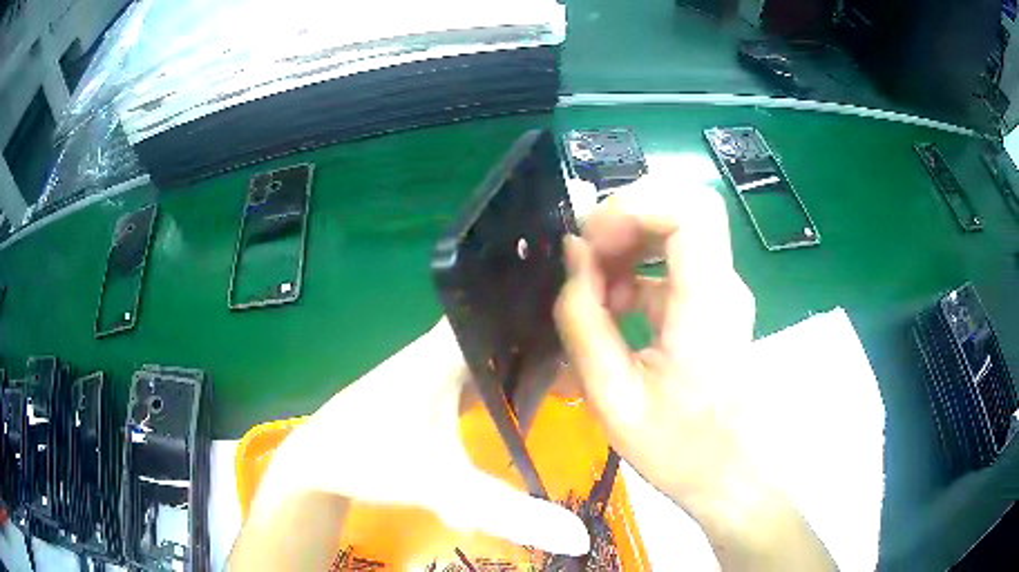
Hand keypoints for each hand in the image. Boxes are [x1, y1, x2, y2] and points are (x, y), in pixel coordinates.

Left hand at [246, 318, 588, 556]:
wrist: (318, 460)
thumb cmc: (369, 459)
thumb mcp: (442, 487)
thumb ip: (510, 513)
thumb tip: (580, 538)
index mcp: (445, 352)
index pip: (505, 307)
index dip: (548, 305)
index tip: (594, 313)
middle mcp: (441, 349)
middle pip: (506, 329)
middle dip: (550, 339)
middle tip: (595, 353)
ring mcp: (433, 367)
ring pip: (492, 352)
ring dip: (528, 360)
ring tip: (577, 368)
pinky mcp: (428, 386)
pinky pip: (478, 374)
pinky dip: (505, 382)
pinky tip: (529, 396)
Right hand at [554, 181, 833, 569]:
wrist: (726, 474)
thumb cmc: (676, 449)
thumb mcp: (612, 396)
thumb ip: (584, 320)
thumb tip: (572, 256)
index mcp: (707, 305)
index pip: (690, 210)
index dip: (634, 206)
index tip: (591, 240)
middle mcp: (724, 285)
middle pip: (684, 205)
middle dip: (625, 217)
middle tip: (586, 256)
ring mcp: (722, 290)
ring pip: (676, 226)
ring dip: (627, 241)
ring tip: (594, 286)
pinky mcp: (713, 301)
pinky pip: (672, 259)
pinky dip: (635, 266)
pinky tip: (613, 306)